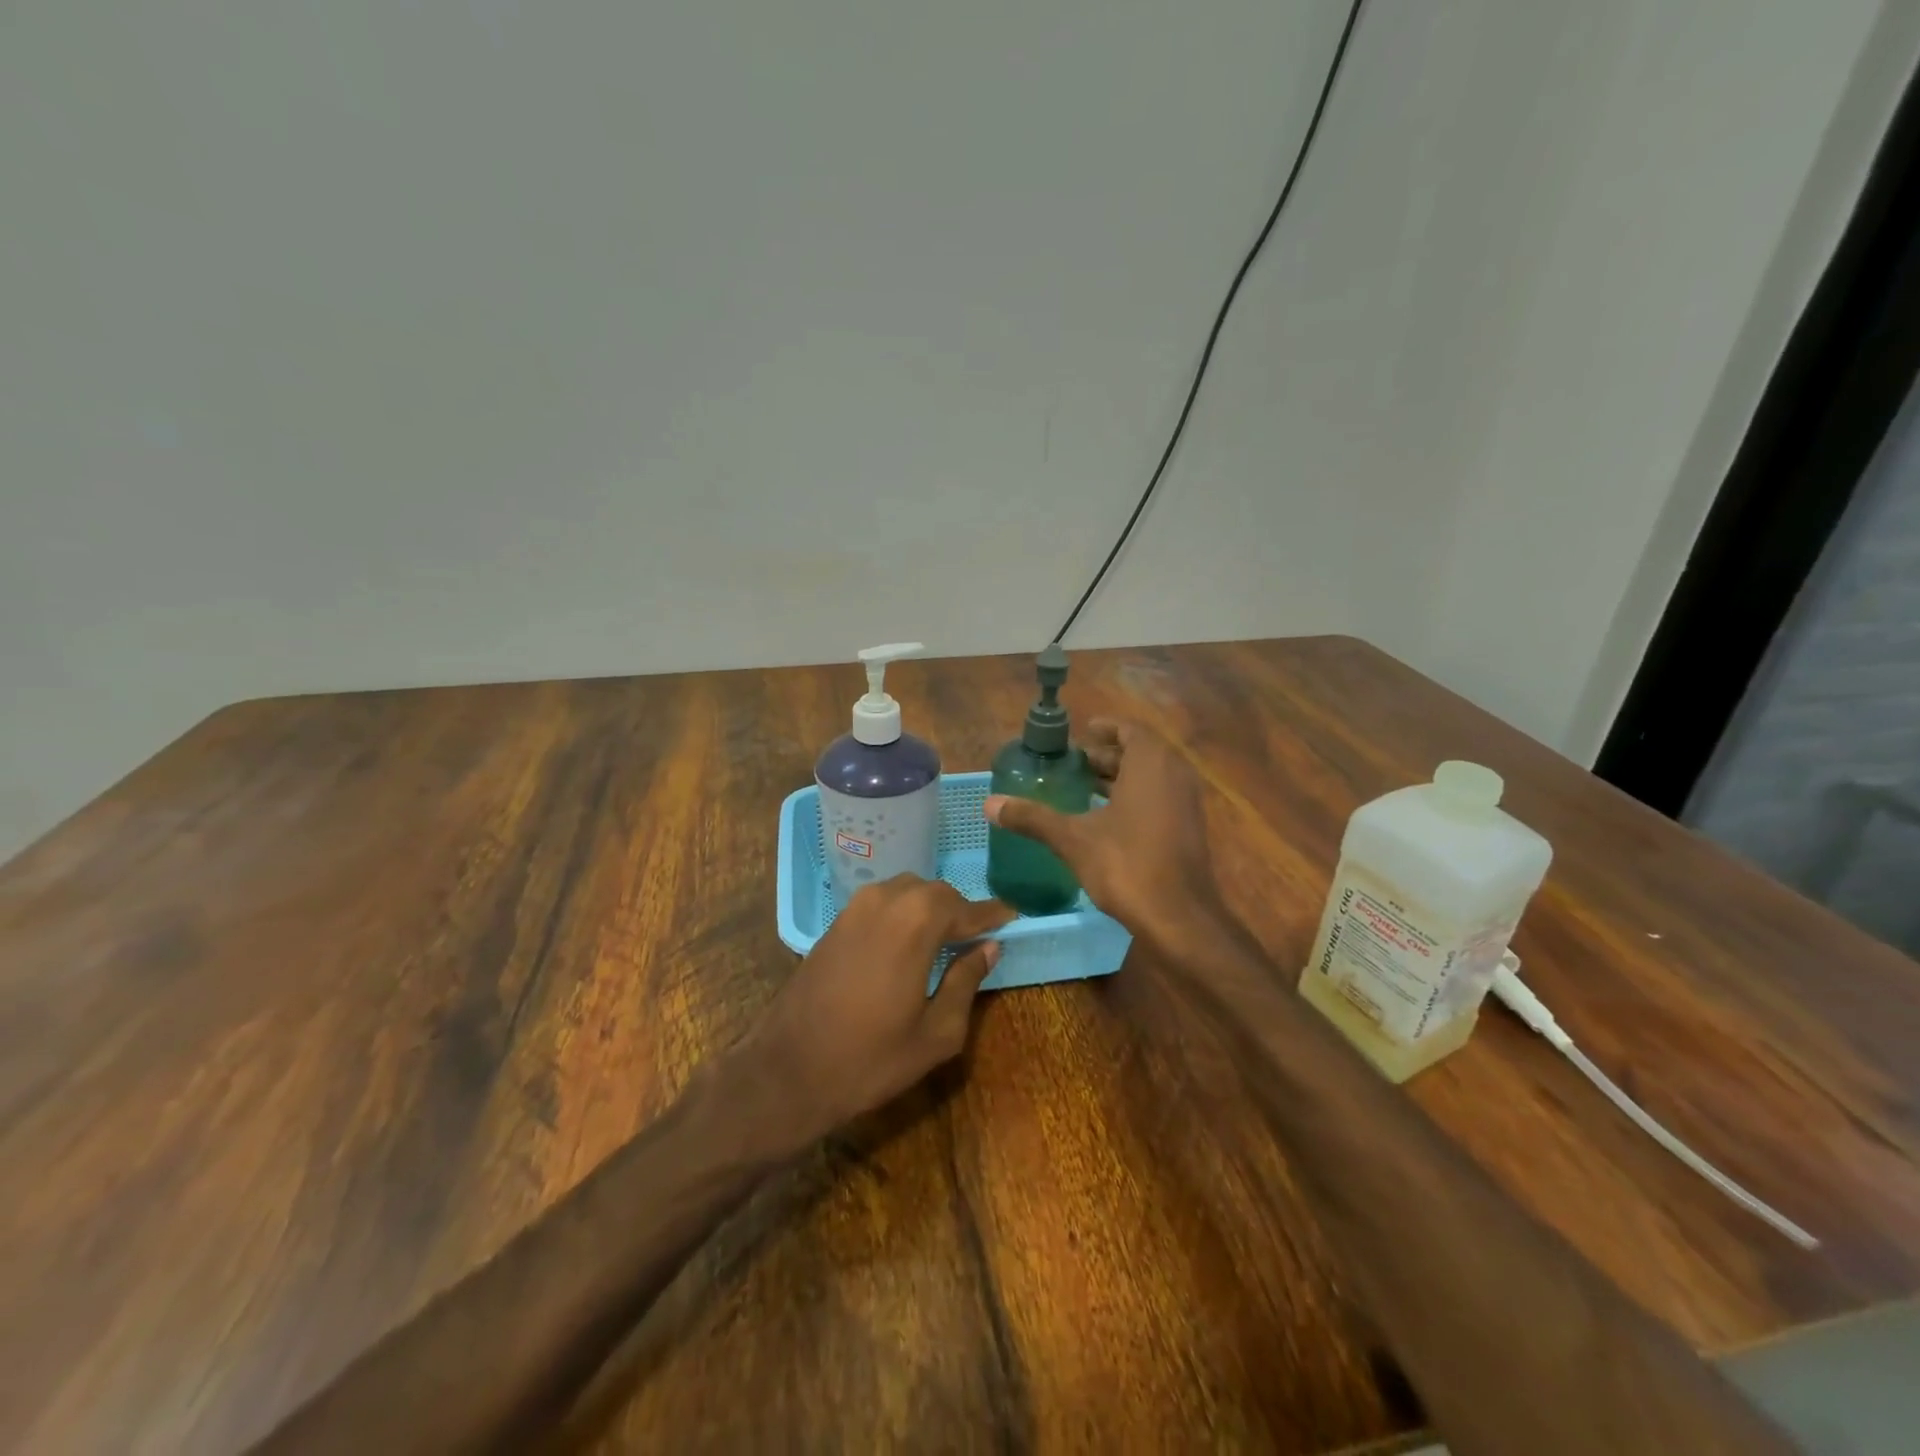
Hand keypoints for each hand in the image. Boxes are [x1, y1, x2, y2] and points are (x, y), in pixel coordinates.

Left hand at [741, 876, 1014, 1146]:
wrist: (788, 1070)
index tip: (1013, 918)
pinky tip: (909, 942)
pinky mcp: (835, 921)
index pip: (966, 907)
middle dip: (960, 911)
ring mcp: (855, 907)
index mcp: (916, 922)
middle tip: (979, 937)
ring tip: (946, 940)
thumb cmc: (870, 1059)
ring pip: (907, 891)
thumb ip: (966, 981)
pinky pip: (882, 902)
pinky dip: (904, 913)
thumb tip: (989, 947)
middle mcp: (886, 900)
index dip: (992, 914)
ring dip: (931, 909)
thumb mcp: (936, 1032)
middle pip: (936, 892)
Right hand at [984, 719, 1222, 948]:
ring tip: (1084, 788)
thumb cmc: (1126, 864)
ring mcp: (1187, 803)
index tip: (1082, 733)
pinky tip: (1107, 820)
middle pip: (1140, 753)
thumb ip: (1033, 818)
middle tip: (1074, 764)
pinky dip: (1136, 798)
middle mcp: (1175, 774)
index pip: (1130, 729)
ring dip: (1121, 778)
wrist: (1178, 917)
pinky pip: (1161, 798)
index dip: (1105, 728)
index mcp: (1151, 763)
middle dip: (1108, 756)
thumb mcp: (1072, 839)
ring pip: (1152, 777)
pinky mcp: (1189, 829)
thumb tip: (989, 804)